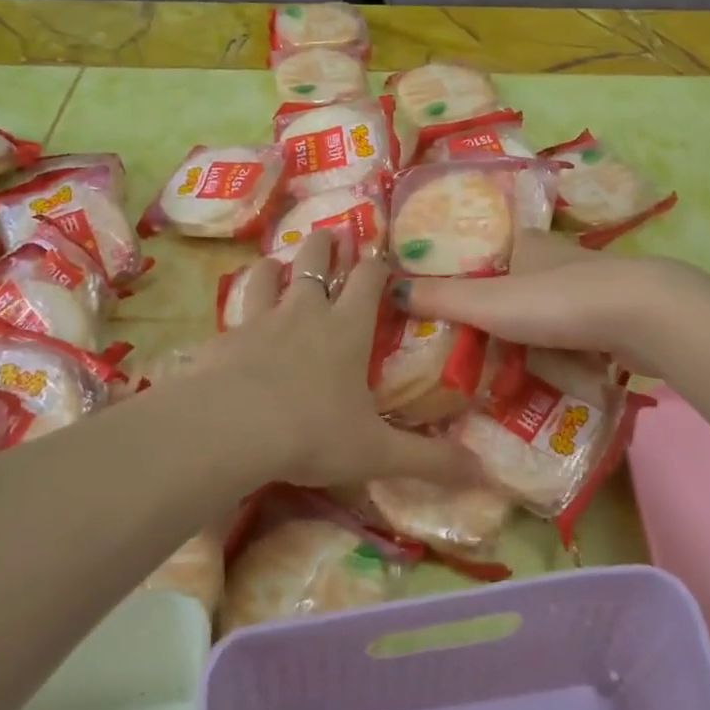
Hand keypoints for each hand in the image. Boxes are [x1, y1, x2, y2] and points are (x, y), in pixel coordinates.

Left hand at [200, 230, 481, 490]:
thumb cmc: (312, 433)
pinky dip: (238, 308)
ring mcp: (260, 320)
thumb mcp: (377, 452)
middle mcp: (305, 312)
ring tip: (276, 262)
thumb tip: (485, 474)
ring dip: (275, 265)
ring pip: (268, 275)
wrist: (229, 428)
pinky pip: (233, 312)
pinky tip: (234, 320)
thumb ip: (429, 461)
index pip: (368, 278)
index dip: (377, 264)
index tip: (381, 257)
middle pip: (315, 259)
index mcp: (347, 329)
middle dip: (325, 244)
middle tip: (330, 235)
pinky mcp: (225, 338)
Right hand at [391, 231, 686, 373]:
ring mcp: (592, 288)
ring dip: (534, 333)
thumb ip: (440, 298)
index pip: (490, 249)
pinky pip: (579, 334)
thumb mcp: (486, 301)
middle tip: (473, 343)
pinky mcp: (617, 318)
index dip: (470, 269)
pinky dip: (565, 350)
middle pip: (521, 281)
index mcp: (527, 244)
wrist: (642, 317)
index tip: (452, 298)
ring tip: (506, 366)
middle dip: (502, 309)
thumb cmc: (555, 301)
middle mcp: (559, 259)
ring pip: (552, 309)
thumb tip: (386, 288)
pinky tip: (552, 373)